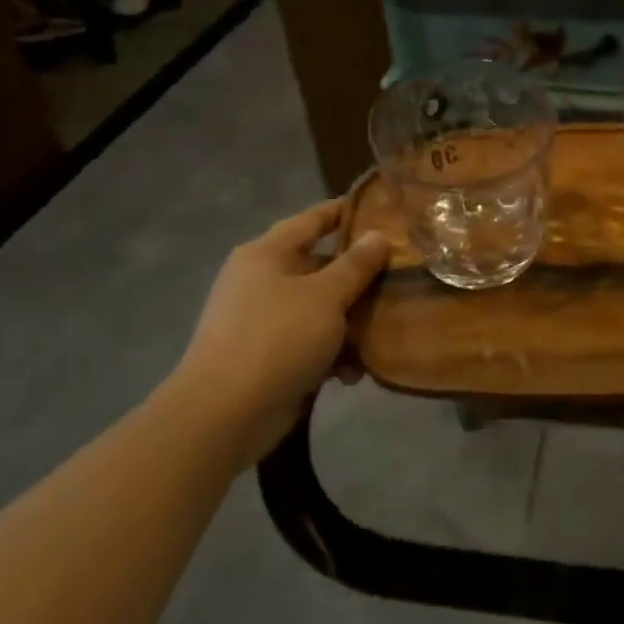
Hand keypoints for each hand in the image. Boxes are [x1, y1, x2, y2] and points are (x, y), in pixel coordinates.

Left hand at [172, 200, 389, 451]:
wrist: (225, 414)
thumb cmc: (278, 338)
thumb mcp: (326, 296)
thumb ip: (356, 264)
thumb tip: (378, 235)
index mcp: (267, 254)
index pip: (311, 220)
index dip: (343, 212)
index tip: (380, 209)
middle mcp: (261, 281)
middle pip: (319, 267)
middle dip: (359, 278)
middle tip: (399, 278)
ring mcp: (262, 321)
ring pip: (319, 309)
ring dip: (350, 323)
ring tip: (383, 334)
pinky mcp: (267, 357)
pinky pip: (309, 344)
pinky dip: (332, 354)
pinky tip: (353, 374)